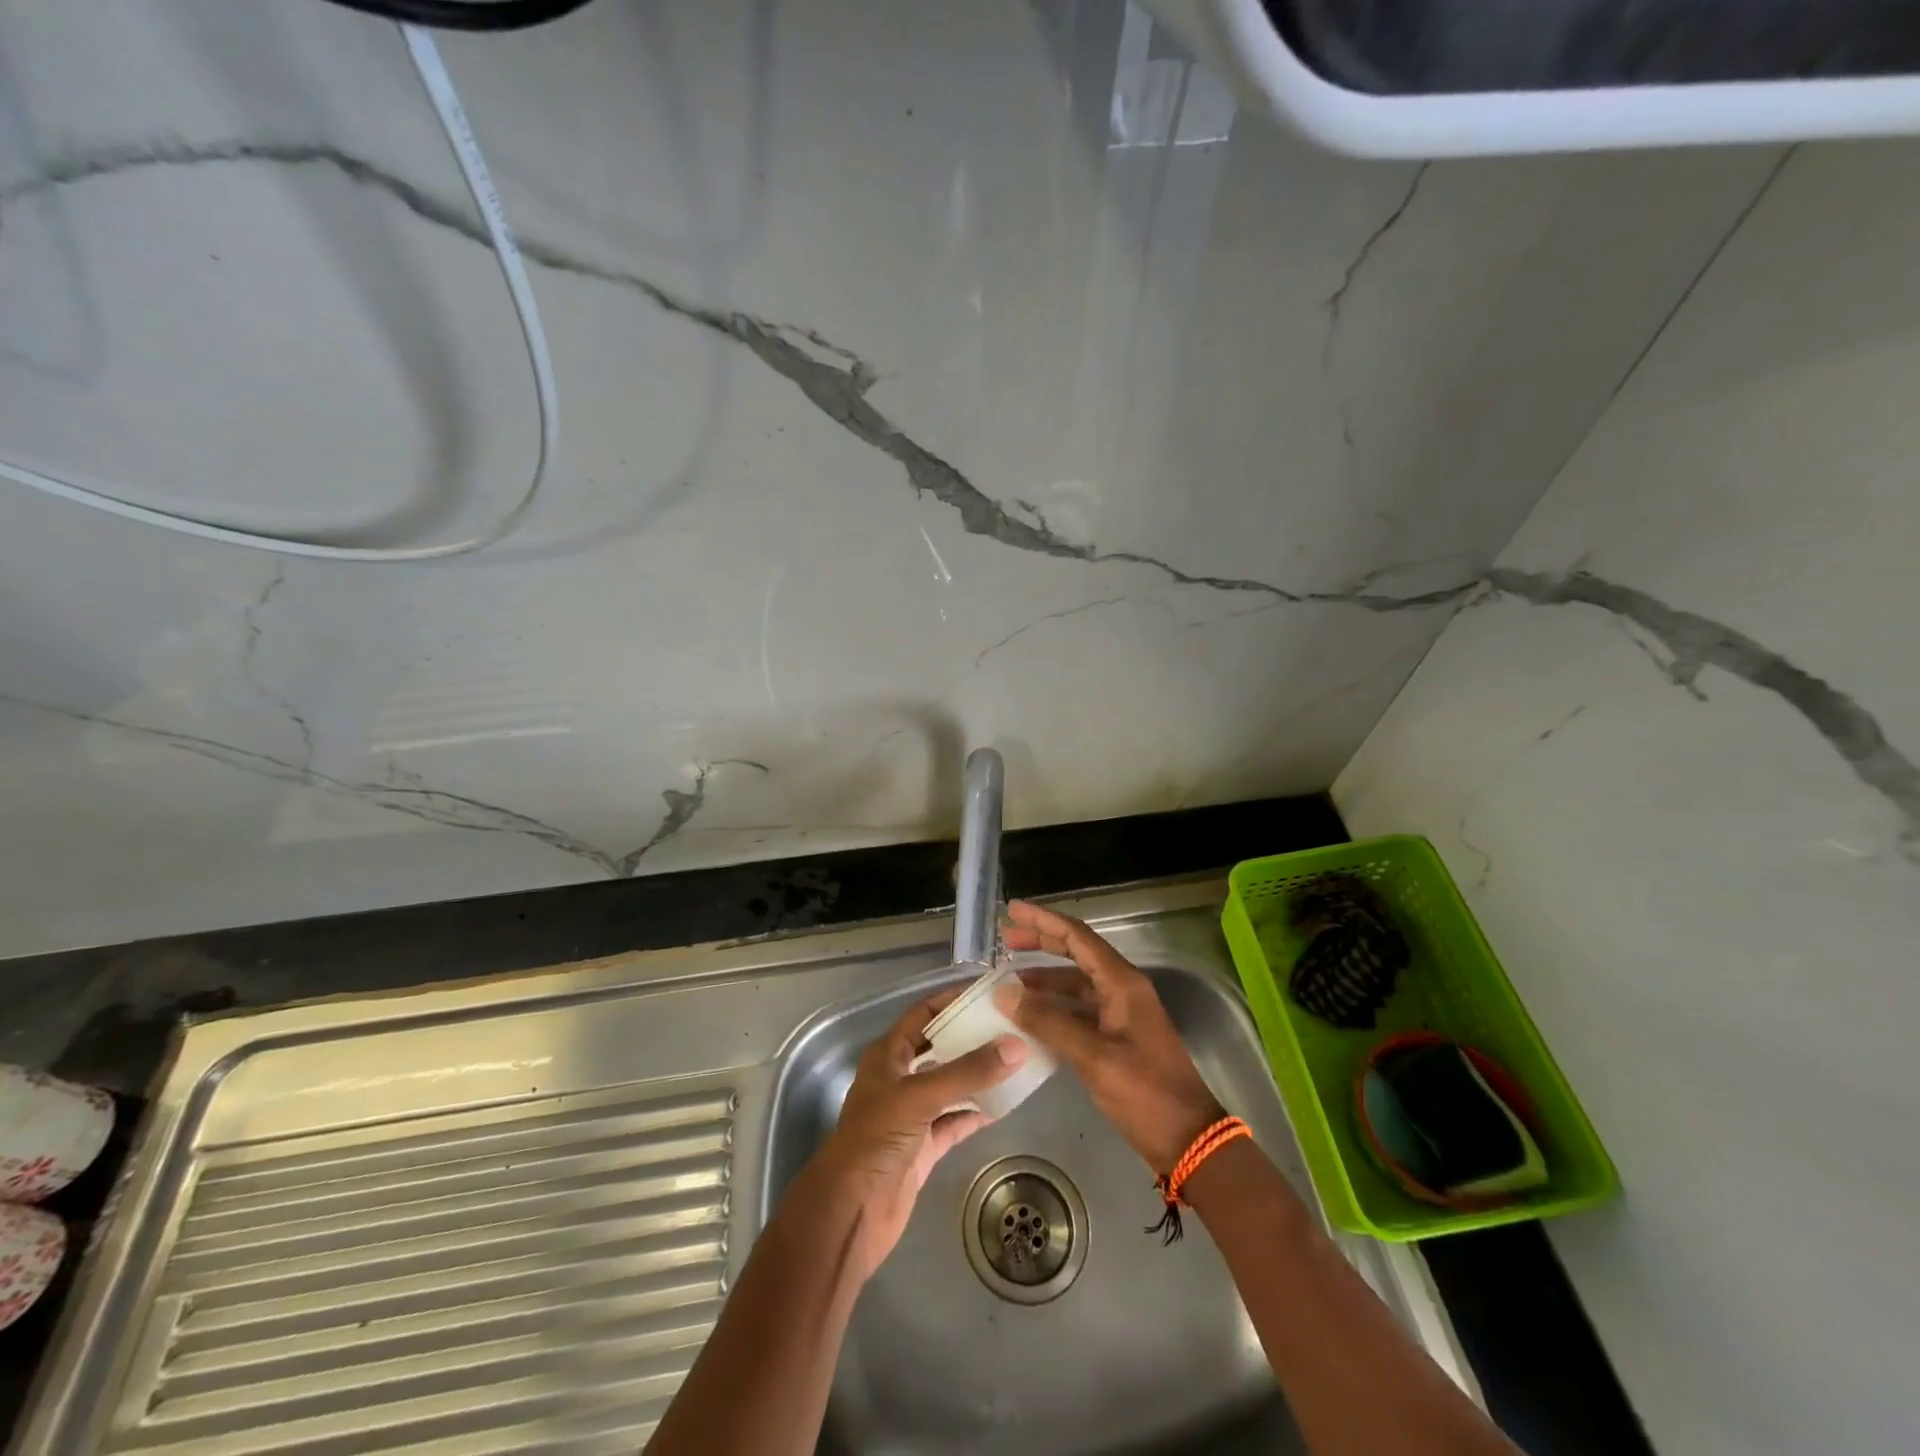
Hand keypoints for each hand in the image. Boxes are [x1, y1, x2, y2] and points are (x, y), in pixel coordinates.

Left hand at [805, 989, 1026, 1282]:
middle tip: (1012, 1027)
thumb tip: (1016, 1046)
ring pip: (950, 1086)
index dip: (951, 1001)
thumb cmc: (875, 1140)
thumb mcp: (920, 1097)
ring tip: (1016, 1061)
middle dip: (971, 1038)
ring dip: (978, 1076)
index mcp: (888, 1055)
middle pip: (940, 1048)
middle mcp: (899, 1079)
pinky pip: (955, 1122)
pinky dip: (976, 1114)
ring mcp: (912, 1115)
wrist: (850, 1212)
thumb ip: (968, 1072)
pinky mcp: (924, 1148)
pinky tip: (1004, 1106)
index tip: (989, 994)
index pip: (923, 1015)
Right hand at [994, 899, 1223, 1172]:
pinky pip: (1079, 1010)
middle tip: (1005, 939)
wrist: (1188, 1139)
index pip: (1077, 937)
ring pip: (1076, 983)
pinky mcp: (1117, 1038)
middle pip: (1076, 953)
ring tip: (1009, 981)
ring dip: (1044, 979)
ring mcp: (1121, 1014)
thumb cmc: (1146, 1093)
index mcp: (1122, 983)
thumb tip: (1005, 993)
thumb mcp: (1094, 1057)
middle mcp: (1122, 989)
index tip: (1011, 911)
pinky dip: (1054, 1008)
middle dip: (1041, 943)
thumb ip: (1049, 1022)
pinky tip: (1030, 1018)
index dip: (1043, 921)